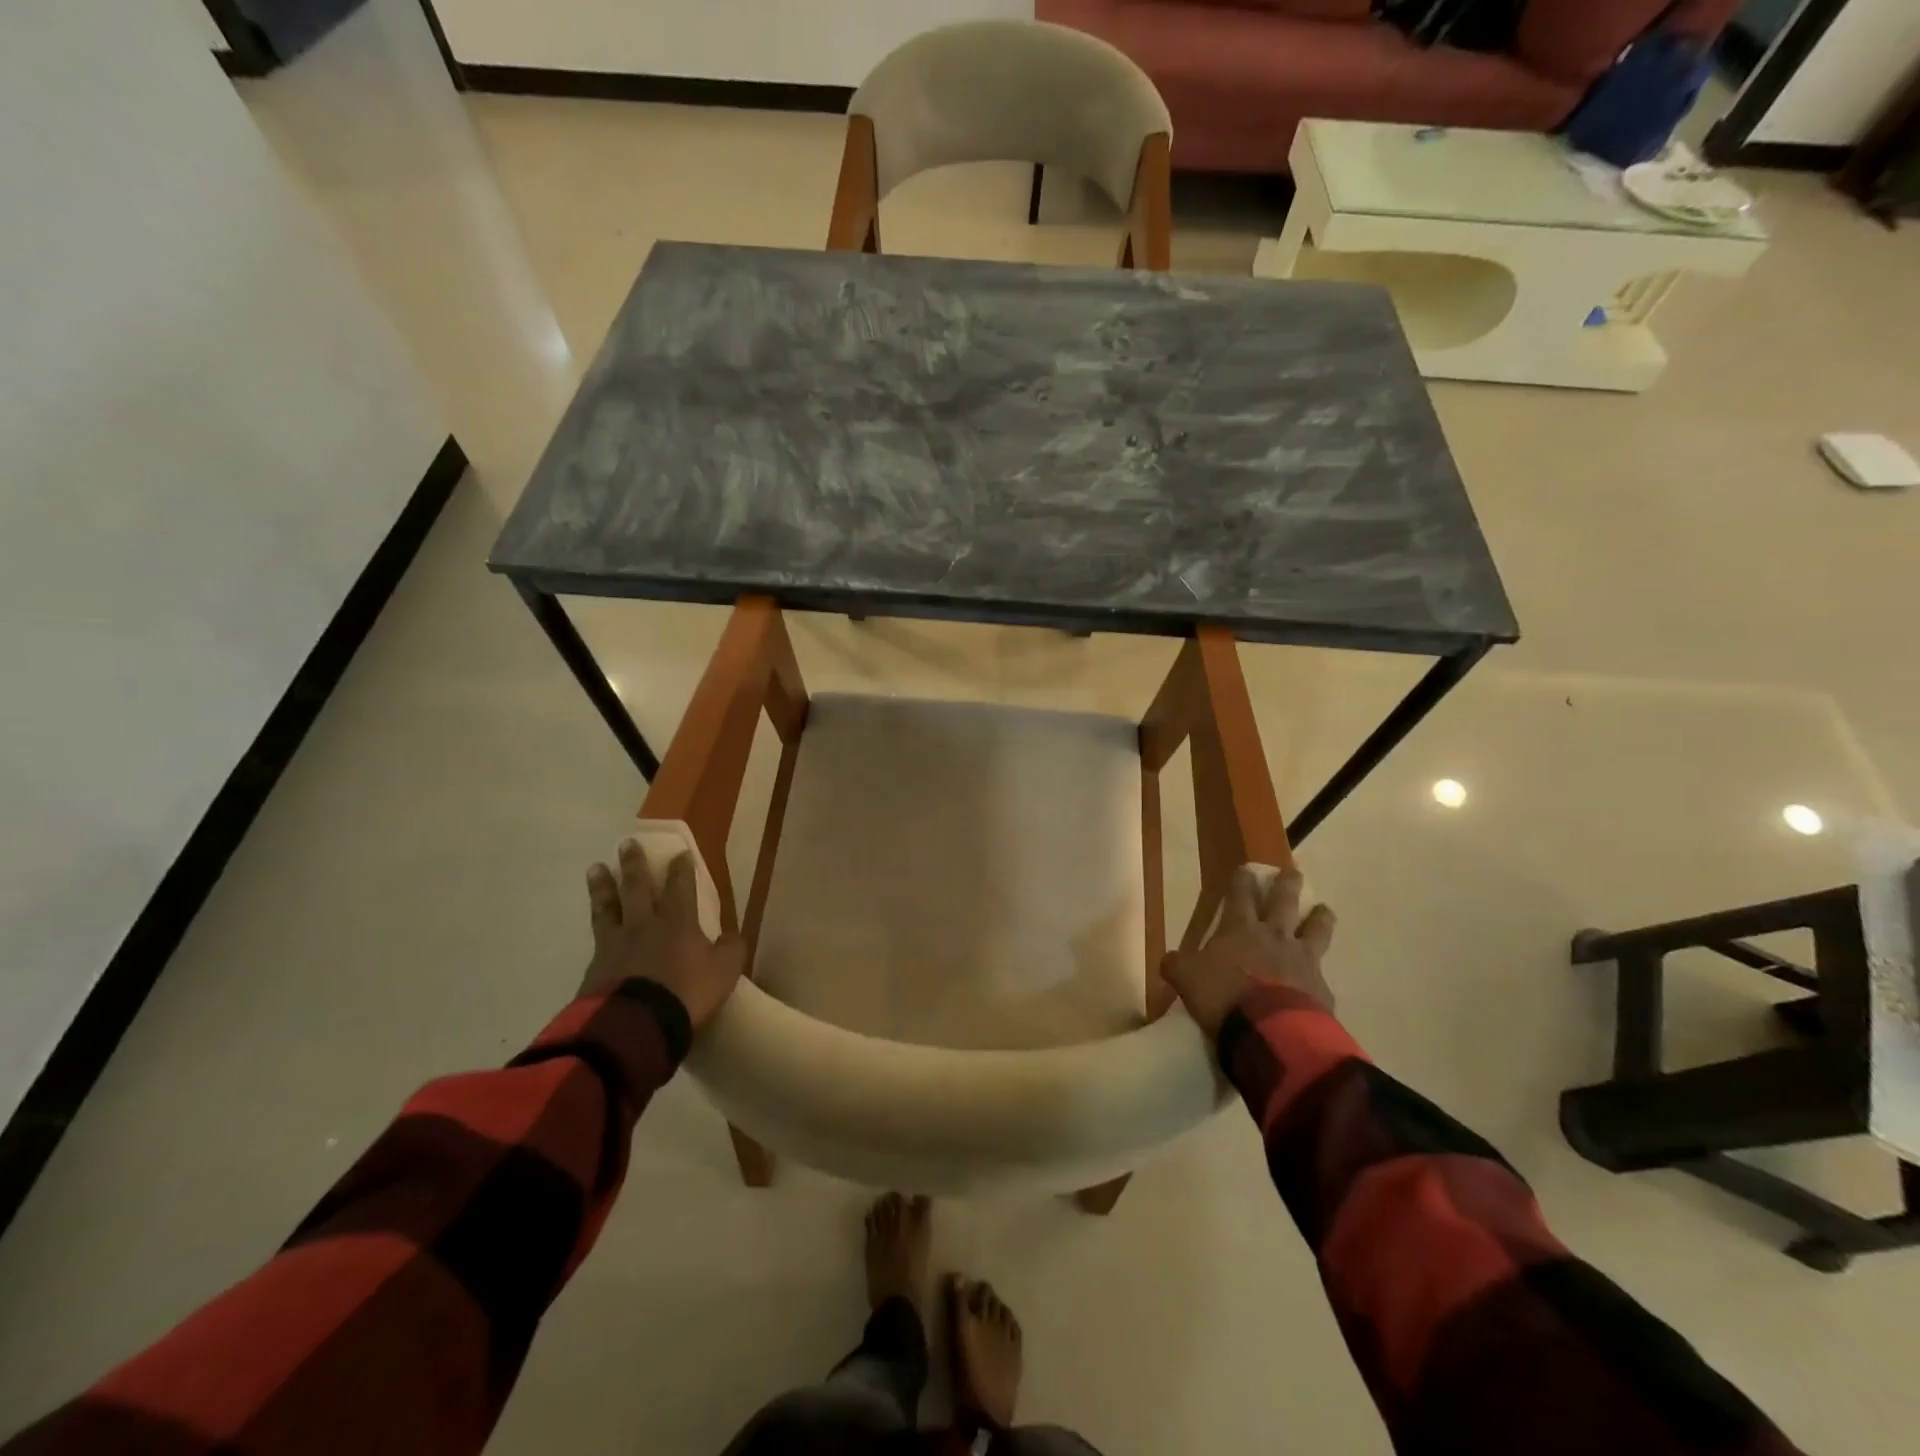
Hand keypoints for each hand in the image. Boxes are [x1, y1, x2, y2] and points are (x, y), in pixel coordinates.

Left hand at [582, 840, 747, 1029]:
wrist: (634, 1024)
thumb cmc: (685, 993)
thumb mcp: (724, 971)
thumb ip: (730, 950)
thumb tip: (731, 936)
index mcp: (677, 922)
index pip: (680, 887)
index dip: (682, 869)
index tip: (680, 852)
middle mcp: (643, 925)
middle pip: (637, 888)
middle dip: (635, 864)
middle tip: (627, 843)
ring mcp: (615, 944)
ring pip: (608, 907)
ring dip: (603, 886)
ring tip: (595, 868)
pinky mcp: (594, 967)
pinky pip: (597, 937)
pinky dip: (597, 923)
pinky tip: (595, 921)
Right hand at [1162, 866, 1335, 1040]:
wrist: (1272, 1032)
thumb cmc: (1223, 996)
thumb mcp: (1187, 979)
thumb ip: (1178, 966)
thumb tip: (1169, 959)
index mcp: (1240, 928)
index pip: (1240, 895)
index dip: (1242, 880)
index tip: (1246, 869)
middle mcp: (1275, 936)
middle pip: (1284, 901)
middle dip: (1287, 884)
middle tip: (1293, 872)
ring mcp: (1302, 960)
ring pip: (1316, 929)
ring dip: (1320, 917)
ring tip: (1324, 910)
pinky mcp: (1321, 988)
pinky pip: (1322, 975)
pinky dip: (1319, 974)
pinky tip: (1320, 980)